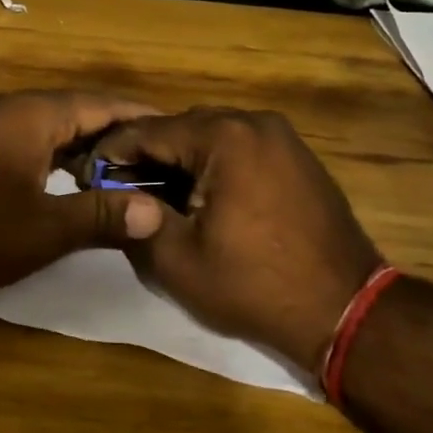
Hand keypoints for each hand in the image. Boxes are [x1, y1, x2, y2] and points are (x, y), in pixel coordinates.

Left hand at [0, 91, 164, 293]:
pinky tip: (68, 183)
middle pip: (82, 112)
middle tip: (161, 162)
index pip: (107, 105)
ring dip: (88, 148)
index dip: (145, 119)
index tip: (180, 135)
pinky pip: (31, 139)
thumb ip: (99, 216)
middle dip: (121, 135)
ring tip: (125, 175)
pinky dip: (58, 156)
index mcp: (38, 115)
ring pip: (54, 127)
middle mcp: (16, 108)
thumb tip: (155, 212)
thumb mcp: (41, 229)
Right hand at [93, 108, 383, 371]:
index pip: (148, 131)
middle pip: (182, 127)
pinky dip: (215, 164)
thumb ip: (136, 218)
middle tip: (119, 186)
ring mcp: (282, 137)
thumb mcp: (178, 260)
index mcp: (223, 136)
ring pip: (212, 136)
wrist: (345, 310)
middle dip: (148, 155)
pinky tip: (203, 195)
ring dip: (182, 159)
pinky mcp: (298, 157)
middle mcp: (254, 122)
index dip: (112, 152)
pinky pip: (242, 148)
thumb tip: (113, 196)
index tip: (87, 173)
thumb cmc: (254, 286)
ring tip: (158, 194)